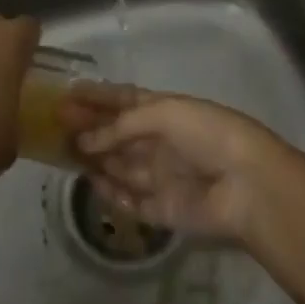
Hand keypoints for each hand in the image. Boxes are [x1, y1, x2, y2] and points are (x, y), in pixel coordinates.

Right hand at [62, 89, 284, 240]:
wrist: (248, 185)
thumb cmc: (207, 135)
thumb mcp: (164, 113)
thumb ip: (122, 126)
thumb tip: (86, 140)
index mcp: (167, 111)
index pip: (125, 100)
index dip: (98, 96)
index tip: (68, 92)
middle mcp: (162, 142)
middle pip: (118, 134)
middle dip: (90, 127)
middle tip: (57, 124)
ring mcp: (162, 177)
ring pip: (120, 166)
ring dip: (95, 158)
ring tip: (63, 152)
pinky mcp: (163, 210)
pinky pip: (130, 201)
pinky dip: (111, 192)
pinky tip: (91, 181)